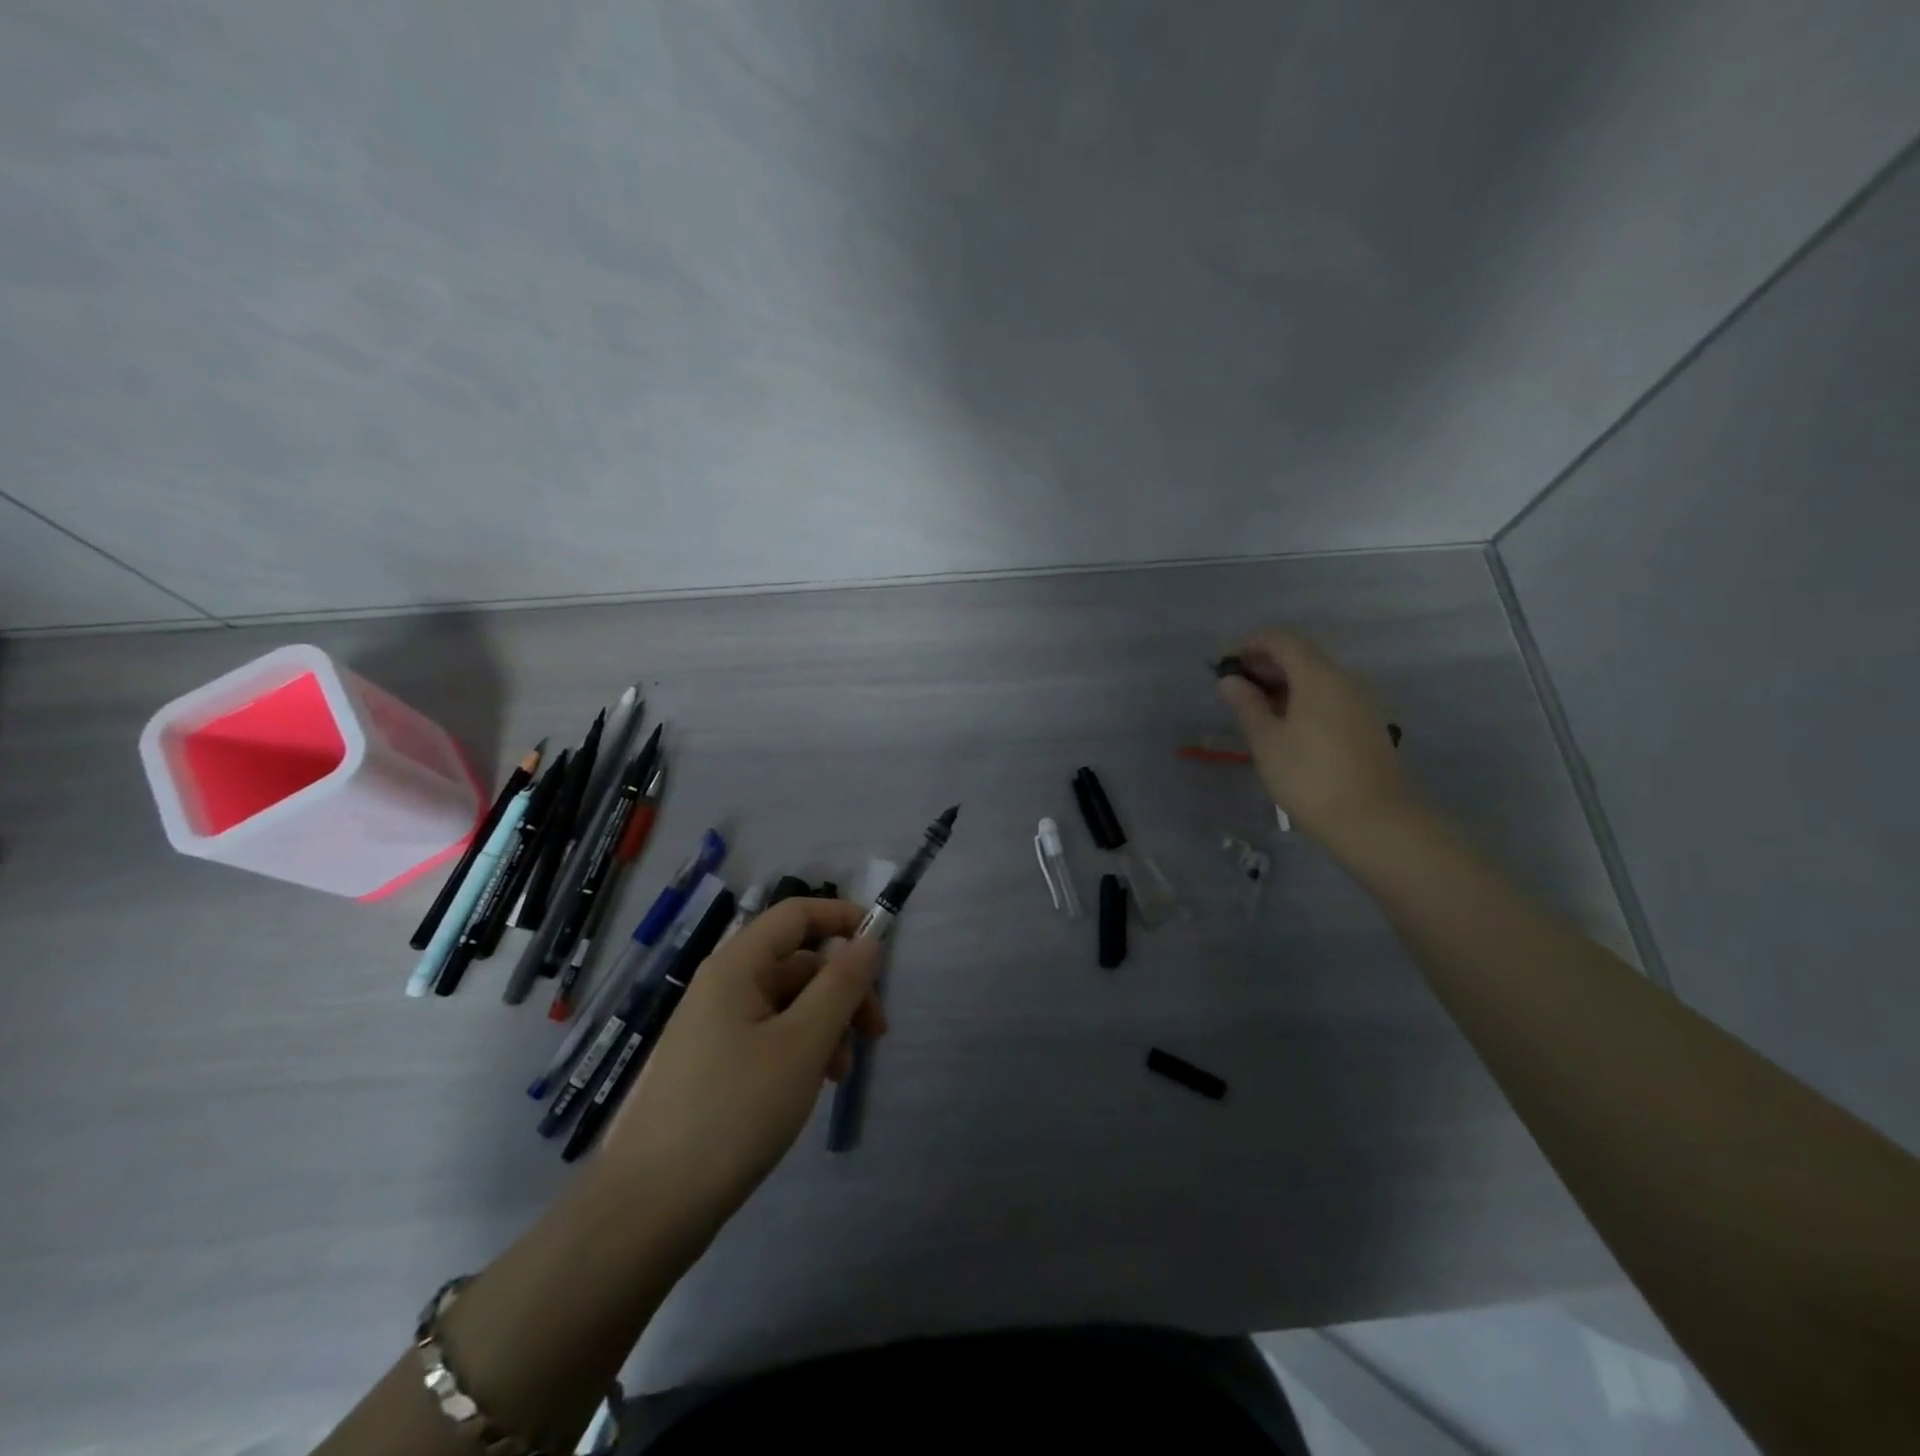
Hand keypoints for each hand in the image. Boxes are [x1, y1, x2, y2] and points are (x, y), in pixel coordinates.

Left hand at [598, 898, 886, 1241]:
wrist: (650, 1207)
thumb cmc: (735, 1111)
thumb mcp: (803, 1043)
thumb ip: (840, 985)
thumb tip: (868, 939)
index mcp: (737, 966)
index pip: (796, 914)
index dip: (842, 918)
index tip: (883, 948)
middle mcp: (723, 985)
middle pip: (798, 962)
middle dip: (842, 988)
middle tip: (876, 1032)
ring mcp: (715, 1026)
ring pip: (787, 1003)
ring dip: (826, 1025)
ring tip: (841, 1073)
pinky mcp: (713, 1064)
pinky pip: (769, 1035)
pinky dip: (801, 1049)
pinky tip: (813, 1086)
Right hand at [1218, 628, 1414, 846]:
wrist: (1374, 821)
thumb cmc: (1310, 778)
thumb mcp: (1267, 742)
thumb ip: (1247, 705)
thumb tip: (1230, 681)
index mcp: (1318, 677)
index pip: (1281, 640)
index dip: (1249, 643)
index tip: (1222, 661)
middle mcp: (1344, 679)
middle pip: (1300, 655)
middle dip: (1264, 663)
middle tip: (1232, 685)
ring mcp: (1360, 701)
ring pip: (1315, 677)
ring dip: (1282, 682)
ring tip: (1252, 706)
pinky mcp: (1366, 723)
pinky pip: (1328, 696)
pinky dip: (1301, 698)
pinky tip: (1283, 724)